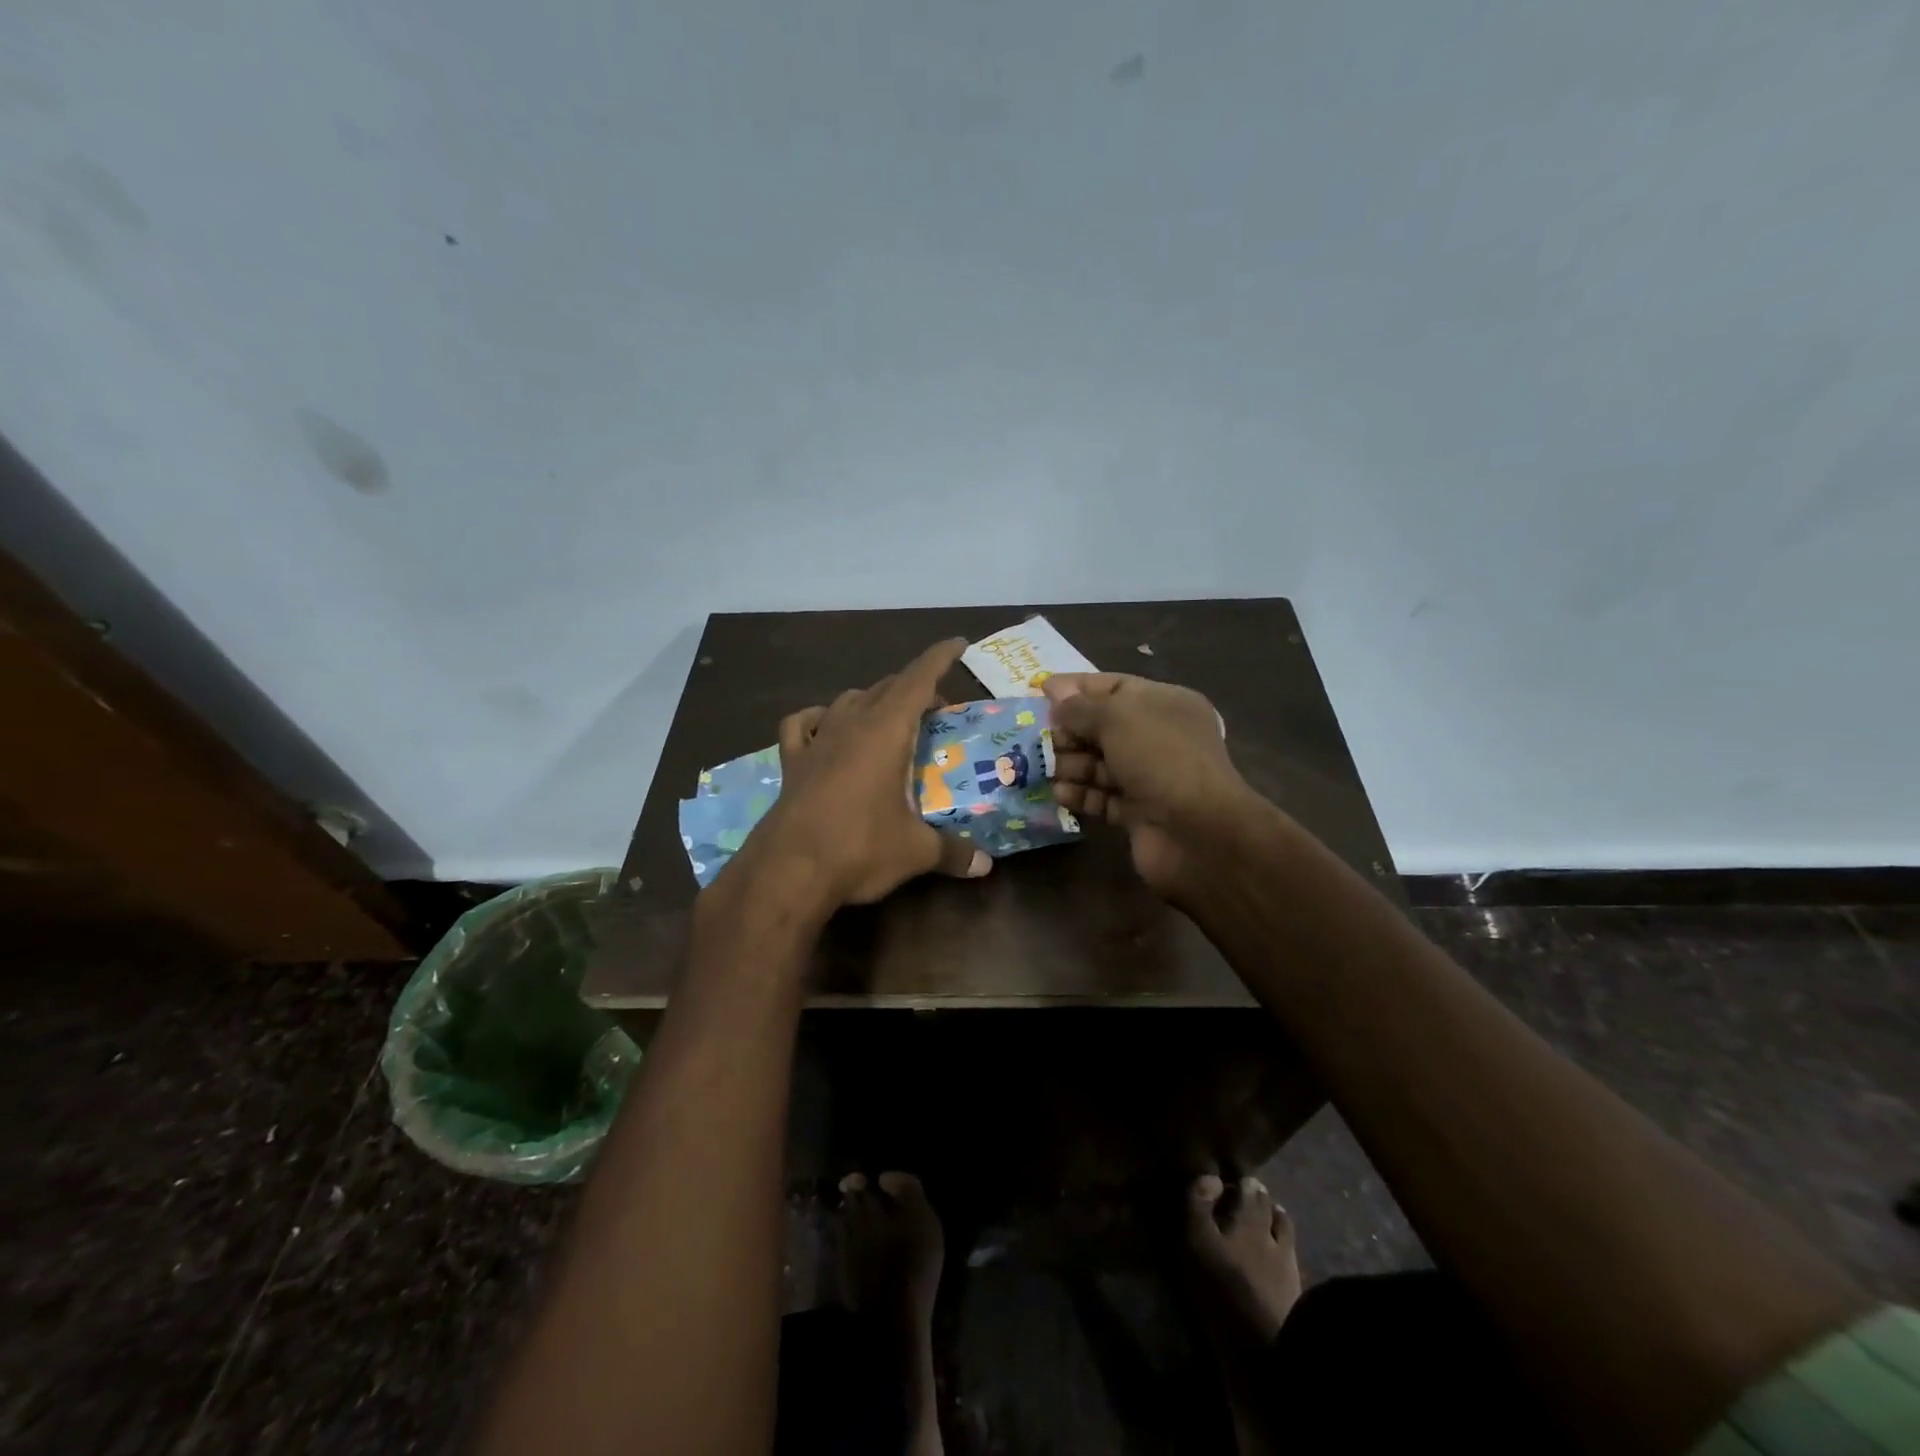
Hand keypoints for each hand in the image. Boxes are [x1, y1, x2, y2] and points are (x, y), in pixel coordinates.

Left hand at [730, 639, 991, 908]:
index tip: (958, 644)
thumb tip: (985, 866)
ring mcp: (817, 740)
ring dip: (873, 700)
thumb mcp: (915, 852)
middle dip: (915, 688)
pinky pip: (803, 724)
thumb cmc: (860, 848)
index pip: (918, 679)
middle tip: (937, 709)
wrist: (789, 871)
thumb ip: (953, 852)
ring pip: (848, 700)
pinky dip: (819, 718)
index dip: (940, 658)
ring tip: (890, 720)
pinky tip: (825, 728)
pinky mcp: (791, 761)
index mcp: (886, 731)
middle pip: (886, 687)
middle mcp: (851, 724)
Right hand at [1042, 673, 1251, 901]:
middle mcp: (1158, 737)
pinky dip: (1080, 794)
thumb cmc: (1159, 758)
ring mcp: (1149, 777)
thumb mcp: (1117, 718)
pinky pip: (1101, 797)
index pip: (1113, 686)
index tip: (1040, 692)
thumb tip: (1055, 693)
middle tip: (1036, 739)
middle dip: (1068, 731)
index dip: (1076, 688)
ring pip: (1098, 764)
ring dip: (1069, 764)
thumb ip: (1080, 707)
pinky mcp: (1138, 813)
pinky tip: (1058, 793)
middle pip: (1102, 727)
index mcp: (1164, 704)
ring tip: (1041, 768)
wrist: (1198, 832)